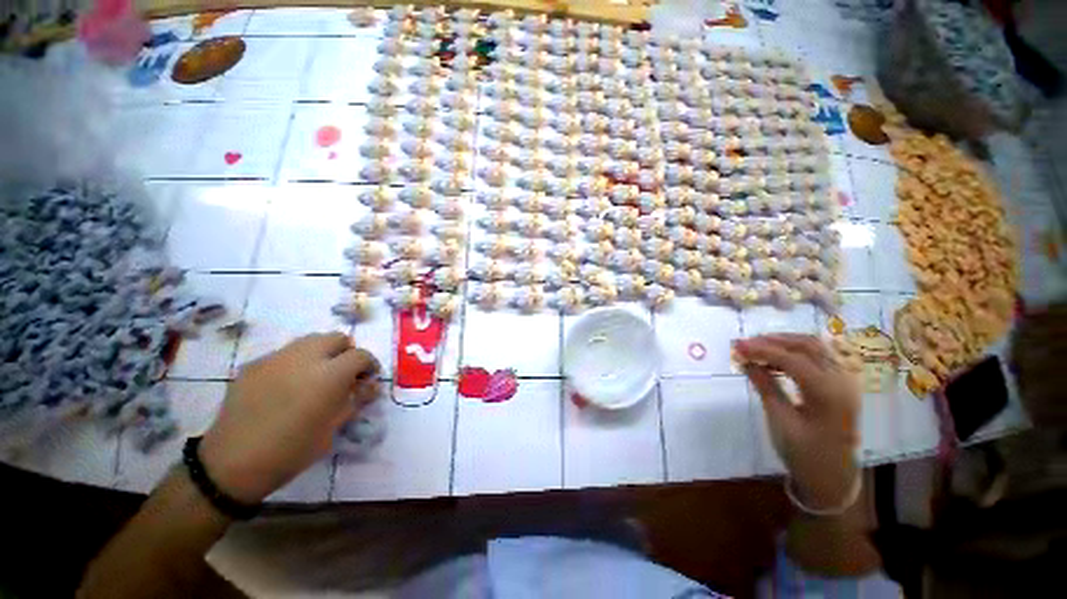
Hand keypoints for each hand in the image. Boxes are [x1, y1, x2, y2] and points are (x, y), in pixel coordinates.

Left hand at [199, 333, 380, 502]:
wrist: (233, 463)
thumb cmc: (293, 448)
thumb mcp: (334, 426)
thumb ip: (357, 399)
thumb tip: (372, 385)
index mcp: (330, 374)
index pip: (361, 355)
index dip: (369, 365)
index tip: (368, 379)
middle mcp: (305, 357)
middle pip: (336, 338)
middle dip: (346, 352)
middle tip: (343, 375)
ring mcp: (276, 358)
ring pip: (310, 341)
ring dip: (322, 353)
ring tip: (316, 377)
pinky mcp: (255, 364)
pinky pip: (285, 354)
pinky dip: (296, 362)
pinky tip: (287, 386)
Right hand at [734, 334, 859, 509]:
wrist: (833, 478)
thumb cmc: (804, 453)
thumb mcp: (780, 421)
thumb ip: (765, 386)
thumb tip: (746, 361)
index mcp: (827, 394)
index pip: (792, 359)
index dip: (762, 349)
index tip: (737, 345)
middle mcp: (842, 381)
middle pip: (808, 346)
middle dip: (774, 341)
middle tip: (746, 343)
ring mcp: (846, 382)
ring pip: (817, 348)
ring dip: (786, 343)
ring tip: (759, 347)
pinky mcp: (843, 385)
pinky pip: (822, 357)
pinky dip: (798, 352)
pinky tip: (779, 359)